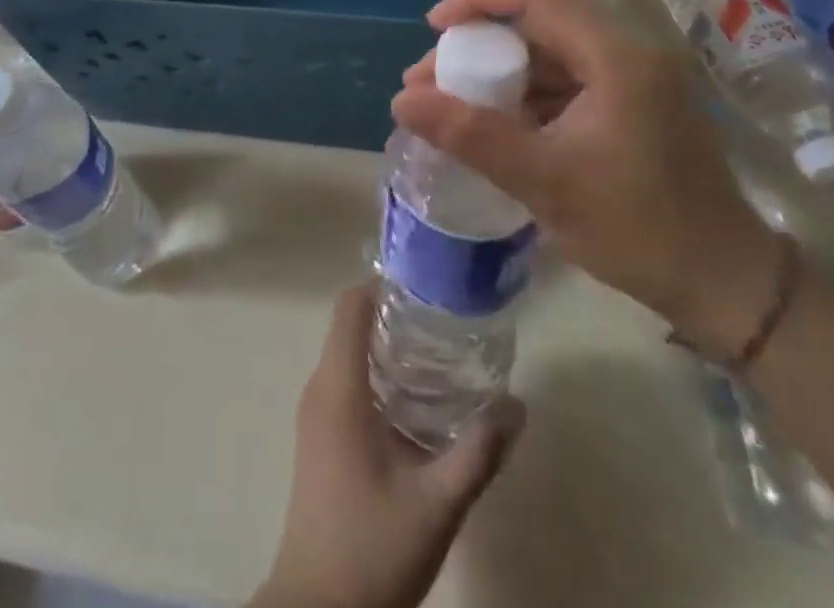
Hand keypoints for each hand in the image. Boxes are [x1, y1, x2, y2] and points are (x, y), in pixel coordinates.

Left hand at [251, 285, 523, 607]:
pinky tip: (418, 403)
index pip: (350, 306)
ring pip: (349, 355)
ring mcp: (316, 415)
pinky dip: (378, 376)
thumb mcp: (436, 505)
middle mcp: (320, 389)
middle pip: (352, 325)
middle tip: (447, 321)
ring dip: (388, 348)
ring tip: (441, 355)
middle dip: (396, 316)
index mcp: (338, 388)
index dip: (384, 285)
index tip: (427, 287)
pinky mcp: (320, 438)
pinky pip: (346, 383)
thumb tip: (518, 407)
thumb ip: (478, 454)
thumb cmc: (371, 549)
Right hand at [391, 0, 780, 357]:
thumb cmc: (640, 229)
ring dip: (499, 68)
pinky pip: (566, 79)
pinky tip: (494, 121)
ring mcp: (632, 78)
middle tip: (432, 74)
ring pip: (550, 51)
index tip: (433, 25)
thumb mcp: (546, 182)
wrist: (725, 286)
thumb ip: (471, 136)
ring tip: (450, 100)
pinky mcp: (631, 104)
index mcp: (616, 57)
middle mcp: (627, 52)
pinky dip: (525, 92)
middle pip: (540, 19)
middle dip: (479, 39)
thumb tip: (402, 100)